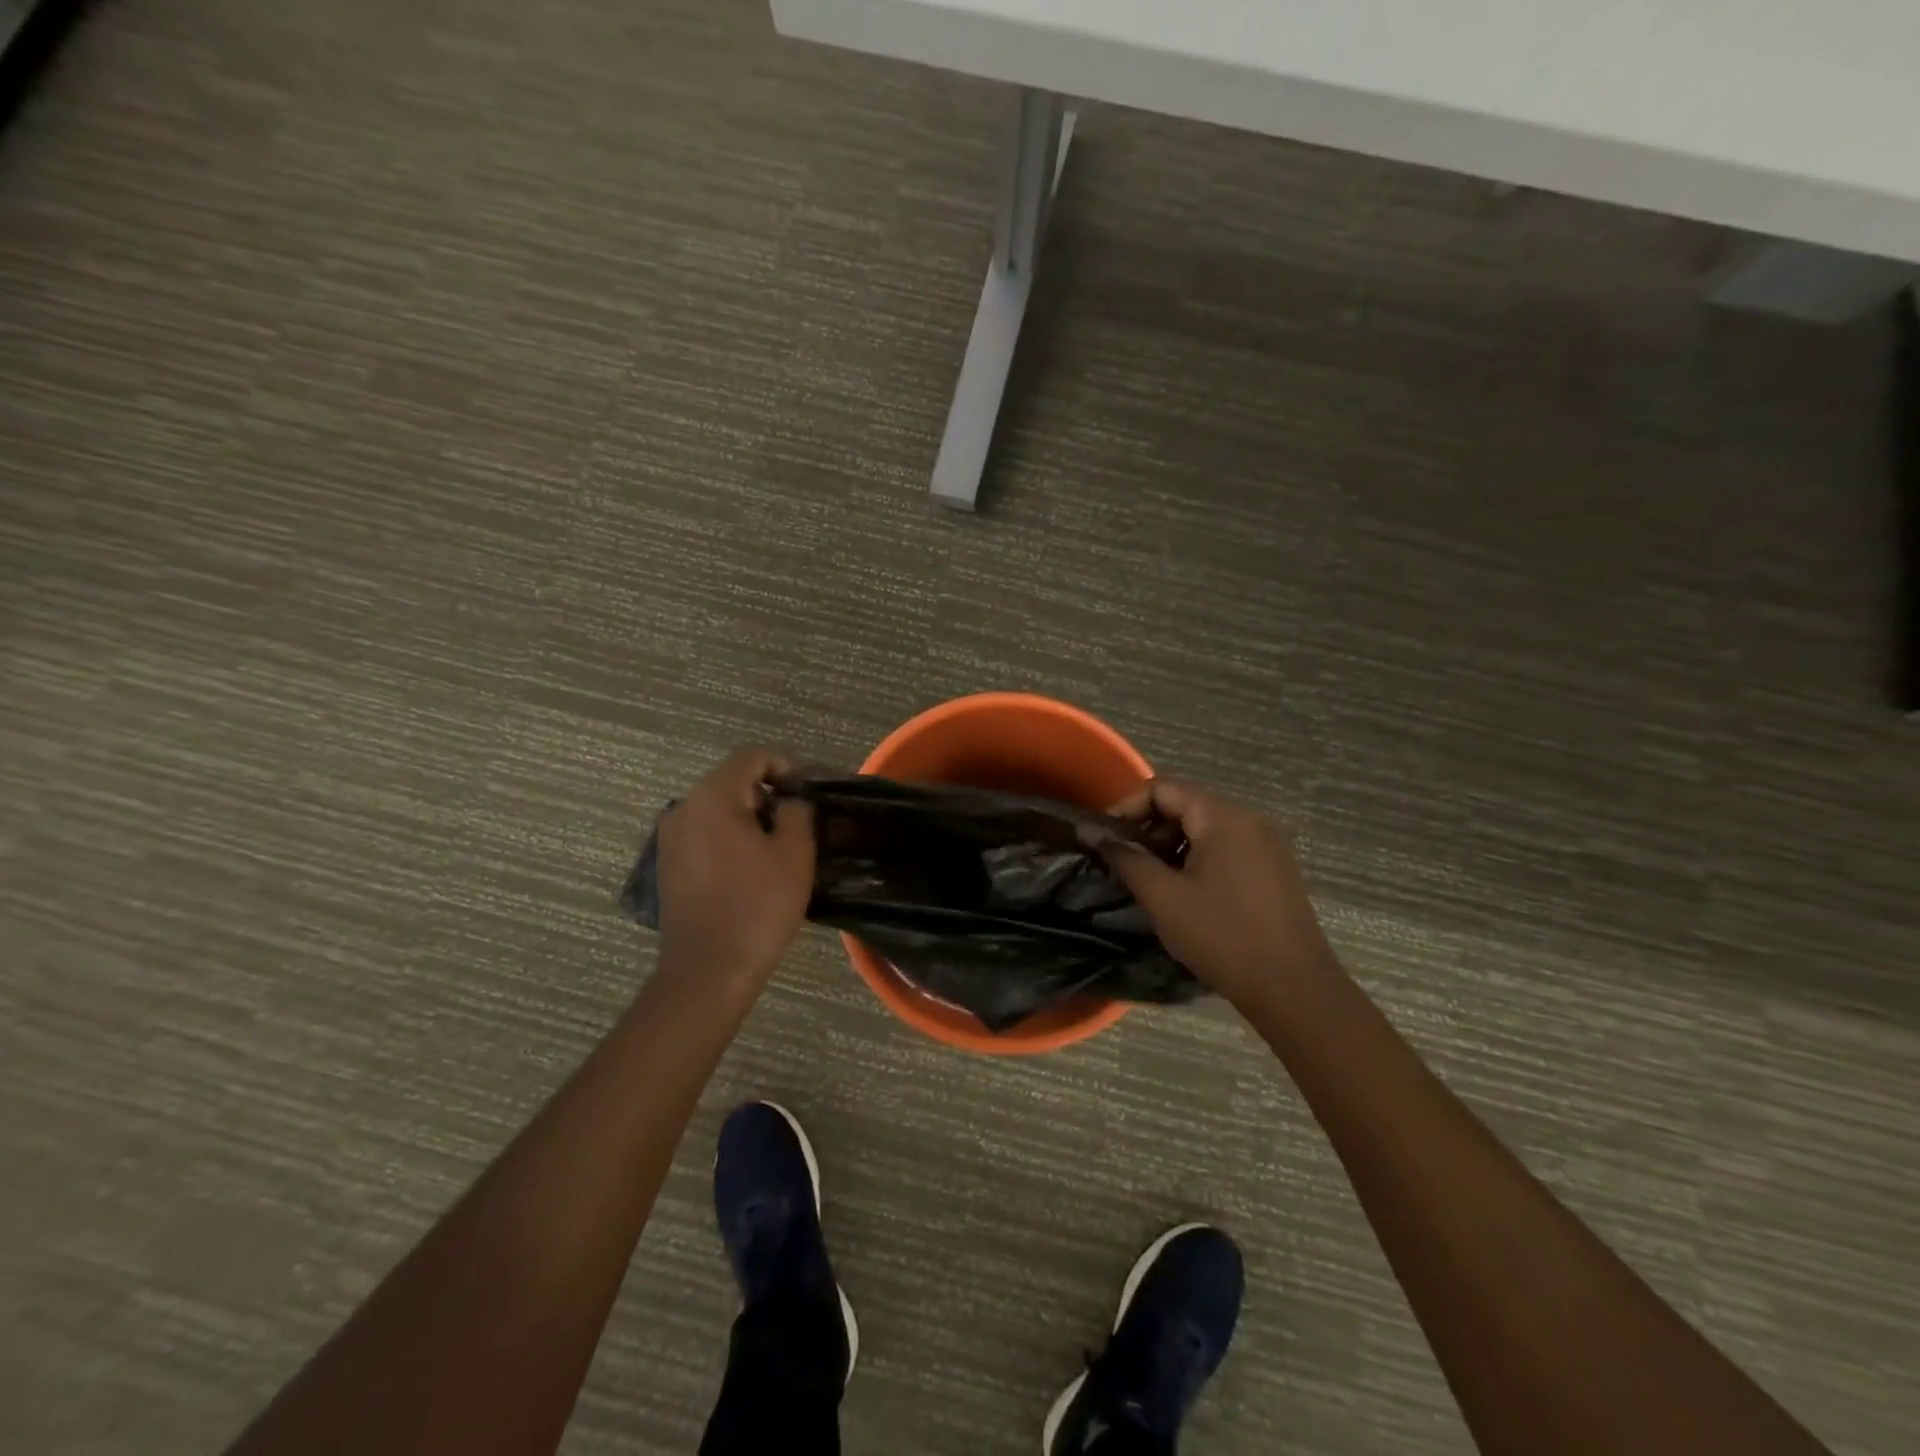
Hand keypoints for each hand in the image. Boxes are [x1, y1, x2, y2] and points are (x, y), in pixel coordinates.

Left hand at [653, 749, 815, 988]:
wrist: (708, 970)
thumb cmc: (758, 906)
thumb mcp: (795, 853)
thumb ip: (798, 811)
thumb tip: (792, 801)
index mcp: (712, 796)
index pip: (753, 756)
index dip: (787, 767)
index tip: (809, 796)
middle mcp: (683, 808)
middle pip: (733, 781)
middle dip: (770, 795)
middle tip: (801, 825)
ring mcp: (671, 838)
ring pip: (719, 809)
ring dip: (751, 819)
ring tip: (779, 849)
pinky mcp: (669, 865)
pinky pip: (705, 835)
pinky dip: (731, 839)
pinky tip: (751, 870)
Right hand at [1103, 780, 1331, 1006]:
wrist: (1293, 989)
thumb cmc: (1222, 936)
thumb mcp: (1162, 897)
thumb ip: (1125, 856)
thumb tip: (1091, 831)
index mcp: (1223, 816)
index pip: (1163, 788)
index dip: (1126, 807)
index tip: (1104, 839)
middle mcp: (1249, 819)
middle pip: (1185, 804)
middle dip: (1148, 829)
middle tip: (1126, 863)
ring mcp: (1266, 845)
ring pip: (1204, 828)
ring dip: (1171, 846)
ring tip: (1151, 881)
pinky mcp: (1274, 870)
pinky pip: (1225, 848)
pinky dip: (1196, 859)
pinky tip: (1185, 894)